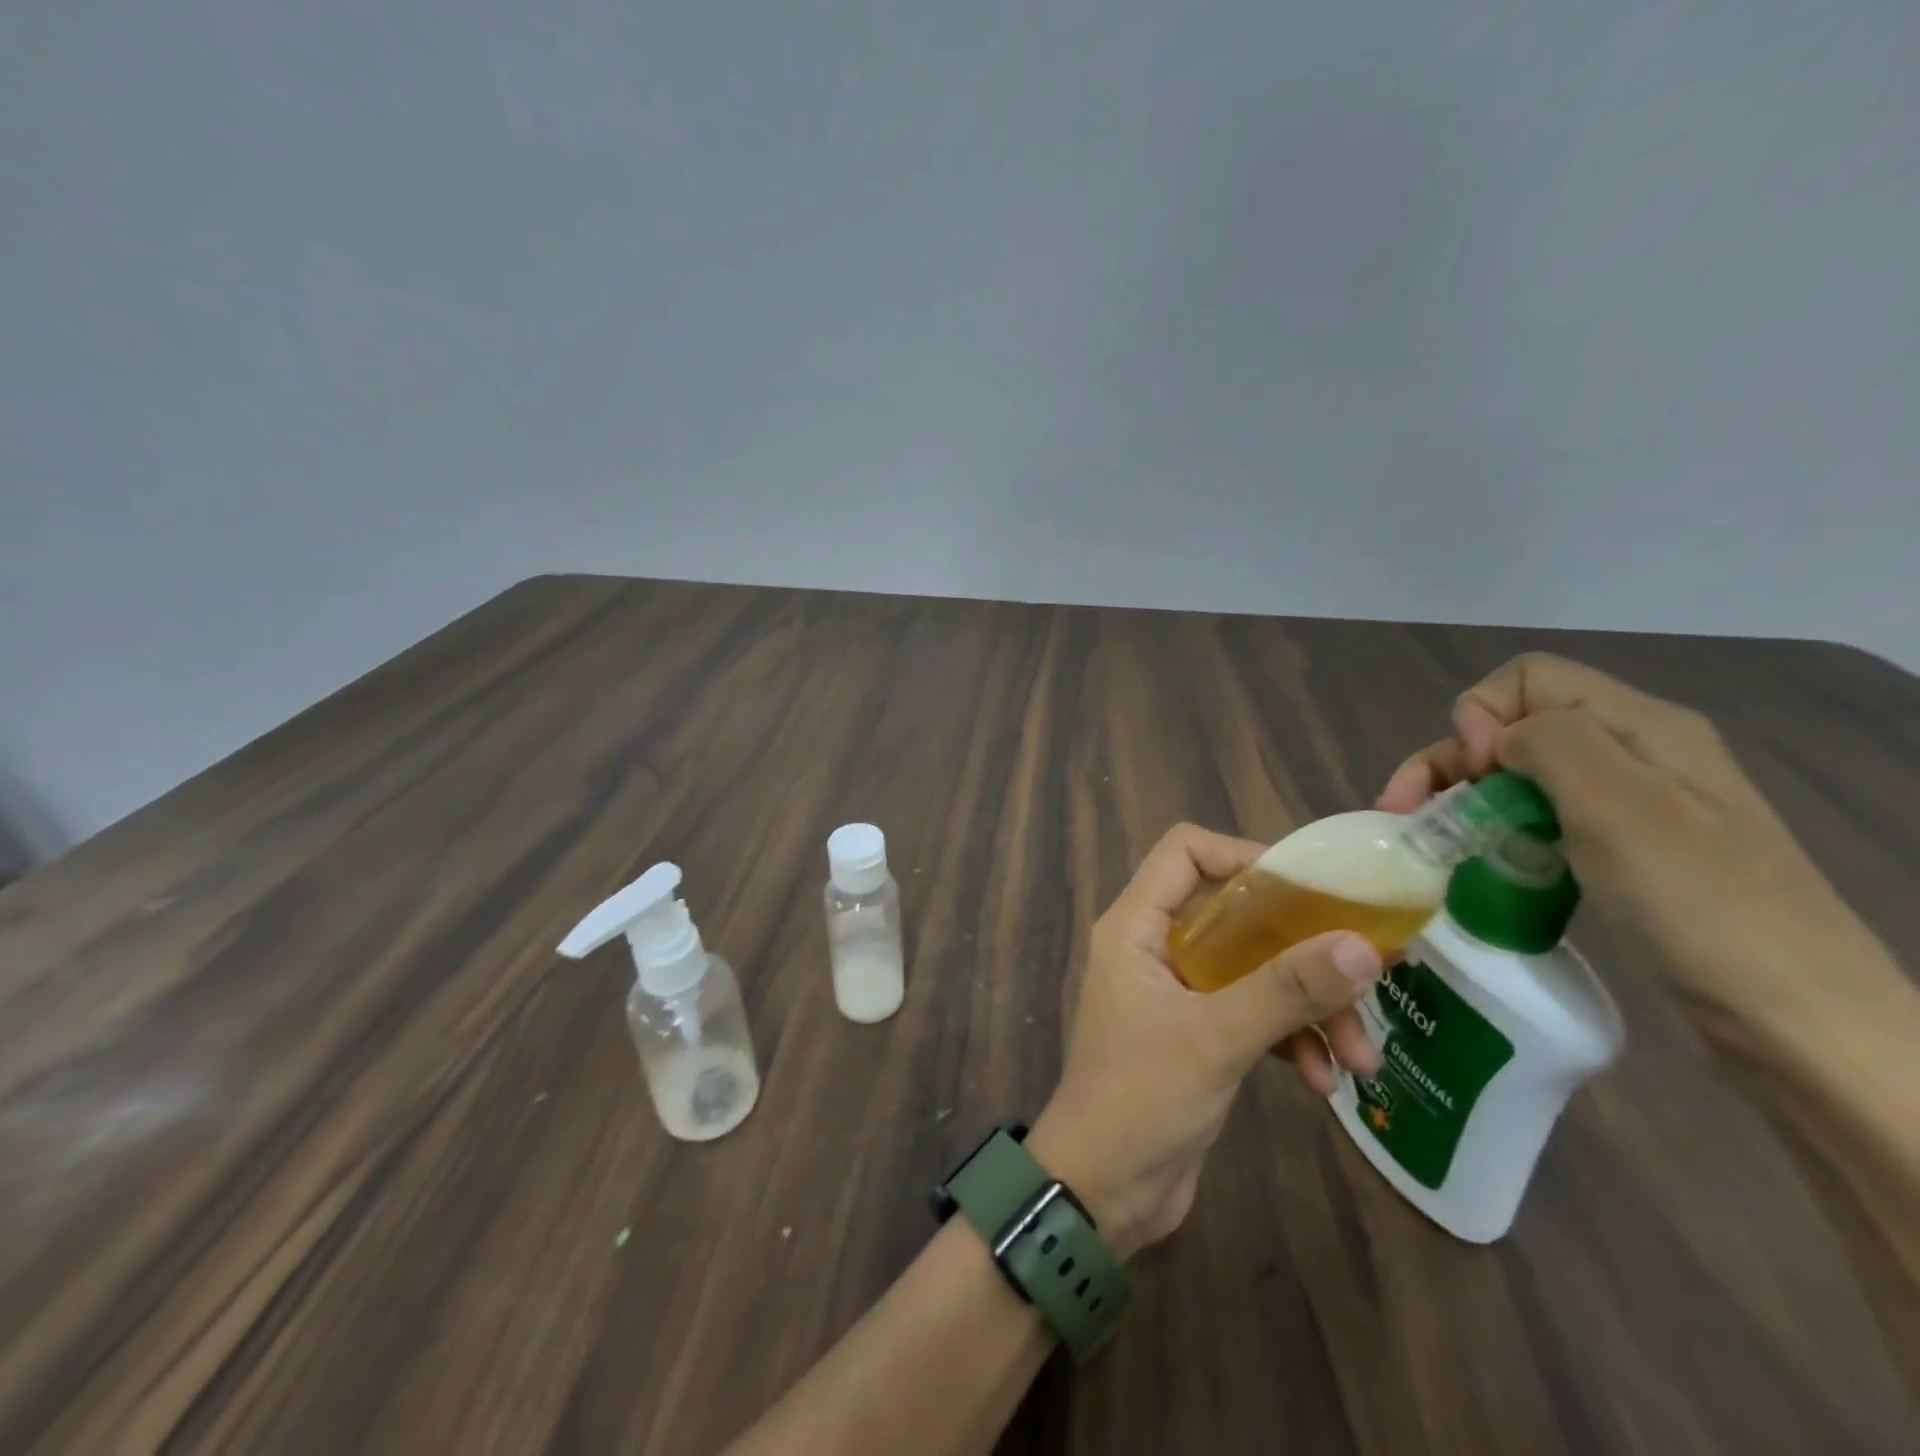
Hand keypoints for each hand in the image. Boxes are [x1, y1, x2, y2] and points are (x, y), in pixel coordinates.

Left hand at [1029, 824, 1381, 1259]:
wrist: (1101, 1192)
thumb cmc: (1141, 1098)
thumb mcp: (1215, 1038)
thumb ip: (1285, 988)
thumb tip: (1363, 944)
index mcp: (1135, 926)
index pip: (1185, 852)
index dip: (1244, 855)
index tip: (1310, 890)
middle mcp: (1153, 947)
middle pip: (1235, 915)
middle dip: (1300, 948)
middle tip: (1363, 977)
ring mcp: (1177, 992)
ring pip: (1253, 969)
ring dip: (1308, 1004)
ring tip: (1359, 1058)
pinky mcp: (1197, 1034)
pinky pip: (1253, 1013)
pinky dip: (1290, 1037)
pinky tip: (1325, 1082)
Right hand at [1377, 653, 1860, 1021]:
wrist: (1789, 1015)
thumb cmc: (1697, 901)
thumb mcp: (1620, 804)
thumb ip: (1549, 741)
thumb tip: (1494, 736)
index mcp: (1638, 726)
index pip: (1528, 678)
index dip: (1480, 714)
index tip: (1473, 774)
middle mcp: (1629, 754)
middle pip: (1513, 727)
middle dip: (1449, 762)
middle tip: (1406, 814)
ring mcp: (1624, 806)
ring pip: (1516, 776)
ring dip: (1461, 800)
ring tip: (1427, 843)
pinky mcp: (1614, 852)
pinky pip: (1534, 820)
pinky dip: (1492, 833)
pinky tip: (1475, 863)